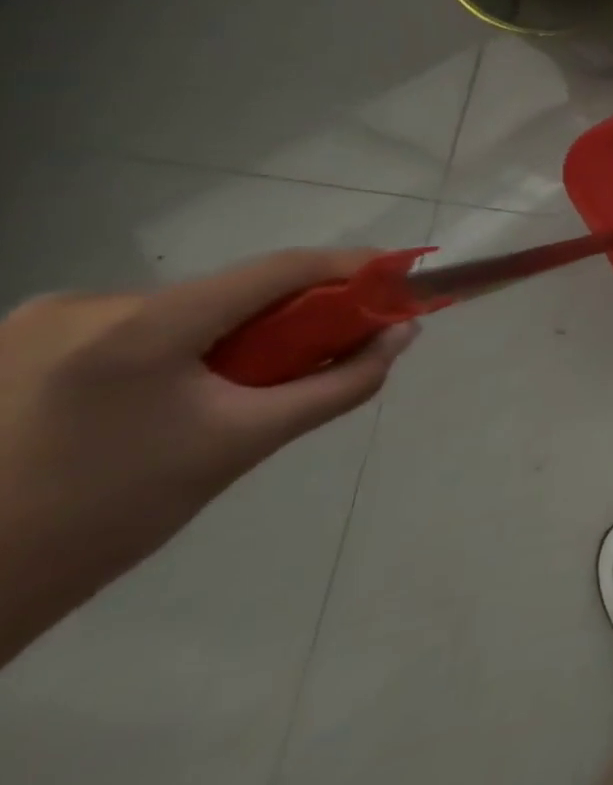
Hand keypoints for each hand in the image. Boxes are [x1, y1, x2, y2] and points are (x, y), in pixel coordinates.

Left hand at [0, 250, 416, 665]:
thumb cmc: (113, 516)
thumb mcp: (245, 445)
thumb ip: (339, 383)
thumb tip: (402, 334)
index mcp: (140, 328)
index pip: (277, 270)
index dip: (350, 267)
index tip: (401, 277)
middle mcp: (85, 303)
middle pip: (229, 292)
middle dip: (291, 315)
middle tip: (327, 351)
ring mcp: (39, 319)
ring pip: (185, 310)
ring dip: (233, 335)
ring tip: (238, 390)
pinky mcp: (16, 340)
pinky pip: (138, 326)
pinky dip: (182, 346)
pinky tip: (173, 396)